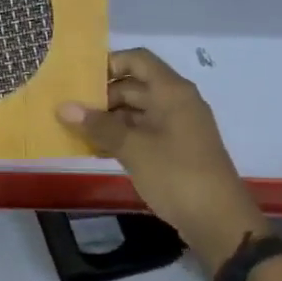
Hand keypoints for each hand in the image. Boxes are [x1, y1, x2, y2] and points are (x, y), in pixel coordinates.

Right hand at [57, 48, 266, 262]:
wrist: (218, 220)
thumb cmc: (176, 174)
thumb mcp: (133, 148)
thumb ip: (98, 125)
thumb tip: (63, 107)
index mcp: (171, 91)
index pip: (137, 60)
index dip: (108, 64)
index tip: (79, 81)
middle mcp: (175, 102)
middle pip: (133, 86)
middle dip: (101, 97)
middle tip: (69, 111)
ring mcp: (176, 127)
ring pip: (135, 112)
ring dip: (107, 120)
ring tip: (75, 132)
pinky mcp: (174, 150)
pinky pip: (142, 133)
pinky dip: (120, 138)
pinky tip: (95, 151)